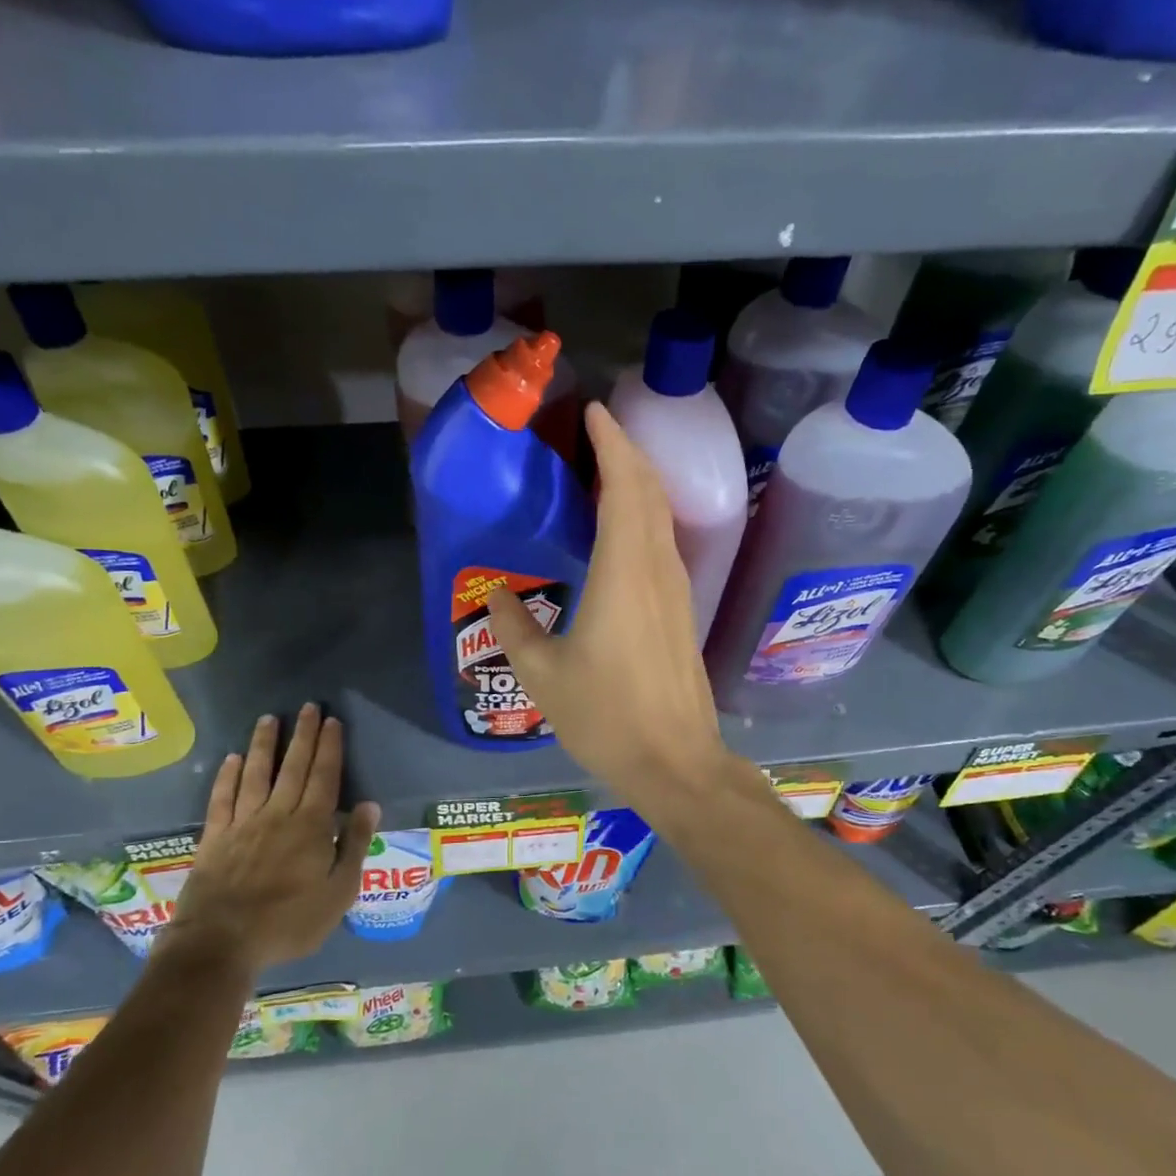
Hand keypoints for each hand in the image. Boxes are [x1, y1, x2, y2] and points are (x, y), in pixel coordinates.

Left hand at [162, 705, 379, 978]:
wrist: (221, 943)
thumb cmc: (289, 922)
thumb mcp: (338, 893)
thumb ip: (355, 846)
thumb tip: (370, 805)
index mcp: (312, 826)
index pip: (325, 776)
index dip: (330, 747)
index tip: (332, 720)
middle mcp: (278, 814)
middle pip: (294, 767)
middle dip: (303, 735)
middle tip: (308, 707)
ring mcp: (243, 823)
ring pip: (257, 773)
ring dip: (265, 744)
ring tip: (270, 719)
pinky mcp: (215, 837)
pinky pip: (223, 797)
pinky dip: (228, 776)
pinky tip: (232, 759)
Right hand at [487, 402, 738, 809]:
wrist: (675, 762)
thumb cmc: (606, 716)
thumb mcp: (543, 675)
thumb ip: (515, 628)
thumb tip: (495, 595)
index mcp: (623, 573)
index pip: (624, 487)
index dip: (612, 444)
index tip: (594, 412)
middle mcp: (656, 570)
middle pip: (649, 492)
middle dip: (626, 452)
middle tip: (594, 432)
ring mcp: (676, 590)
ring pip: (661, 516)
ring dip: (638, 483)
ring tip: (604, 470)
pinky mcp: (681, 611)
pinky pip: (663, 543)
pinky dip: (643, 516)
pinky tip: (622, 530)